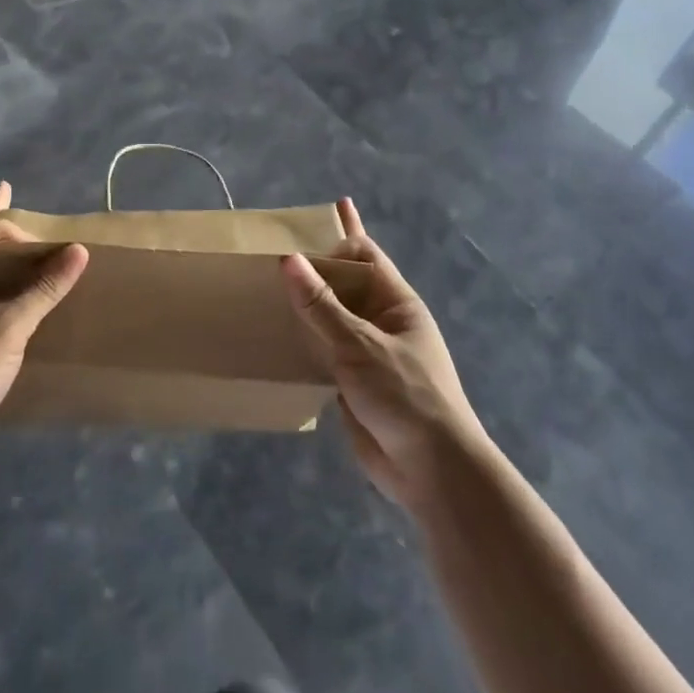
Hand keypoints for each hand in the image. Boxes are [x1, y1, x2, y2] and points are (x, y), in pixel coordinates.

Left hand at [0, 182, 87, 482]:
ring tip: (52, 261)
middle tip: (61, 246)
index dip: (28, 238)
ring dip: (20, 272)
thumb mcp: (6, 330)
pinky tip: (32, 301)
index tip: (62, 252)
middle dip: (23, 247)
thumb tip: (79, 251)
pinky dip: (14, 300)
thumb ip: (43, 289)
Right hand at [281, 198, 484, 509]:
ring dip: (302, 303)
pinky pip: (321, 350)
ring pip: (328, 317)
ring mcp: (365, 352)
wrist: (431, 472)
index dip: (337, 234)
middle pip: (342, 284)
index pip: (364, 255)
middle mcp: (380, 321)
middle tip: (269, 250)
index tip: (300, 221)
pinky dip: (300, 339)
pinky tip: (272, 333)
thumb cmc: (406, 396)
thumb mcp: (361, 345)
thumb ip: (322, 305)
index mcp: (396, 303)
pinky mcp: (350, 382)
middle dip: (312, 267)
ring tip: (262, 284)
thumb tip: (288, 259)